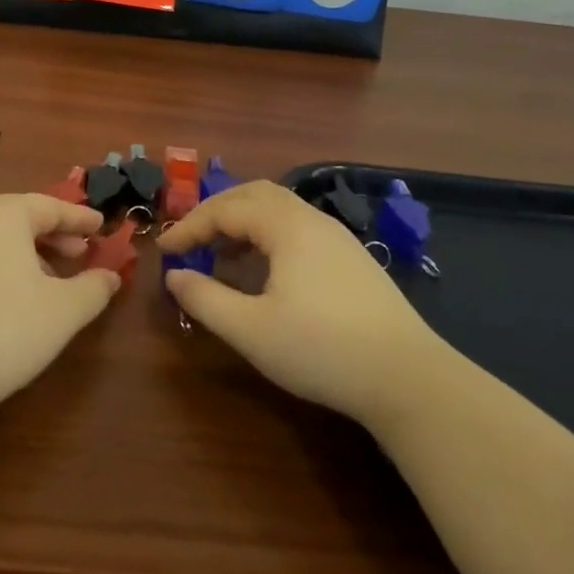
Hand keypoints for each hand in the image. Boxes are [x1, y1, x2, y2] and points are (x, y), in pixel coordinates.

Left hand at [0, 194, 118, 419]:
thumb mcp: (64, 311)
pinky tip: (6, 297)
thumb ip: (93, 288)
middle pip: (18, 216)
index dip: (78, 218)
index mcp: (4, 216)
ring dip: (24, 251)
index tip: (100, 225)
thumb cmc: (5, 330)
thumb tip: (110, 276)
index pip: (49, 206)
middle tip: (77, 251)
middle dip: (51, 233)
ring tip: (46, 278)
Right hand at [157, 181, 445, 428]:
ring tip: (222, 257)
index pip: (227, 208)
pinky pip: (299, 230)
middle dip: (217, 212)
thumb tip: (174, 275)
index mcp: (287, 226)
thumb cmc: (322, 350)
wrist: (408, 378)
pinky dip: (269, 238)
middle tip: (192, 239)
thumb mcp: (251, 330)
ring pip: (280, 211)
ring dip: (244, 224)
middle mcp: (313, 220)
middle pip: (255, 195)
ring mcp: (338, 238)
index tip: (164, 249)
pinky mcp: (353, 260)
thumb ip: (205, 299)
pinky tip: (265, 274)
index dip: (190, 225)